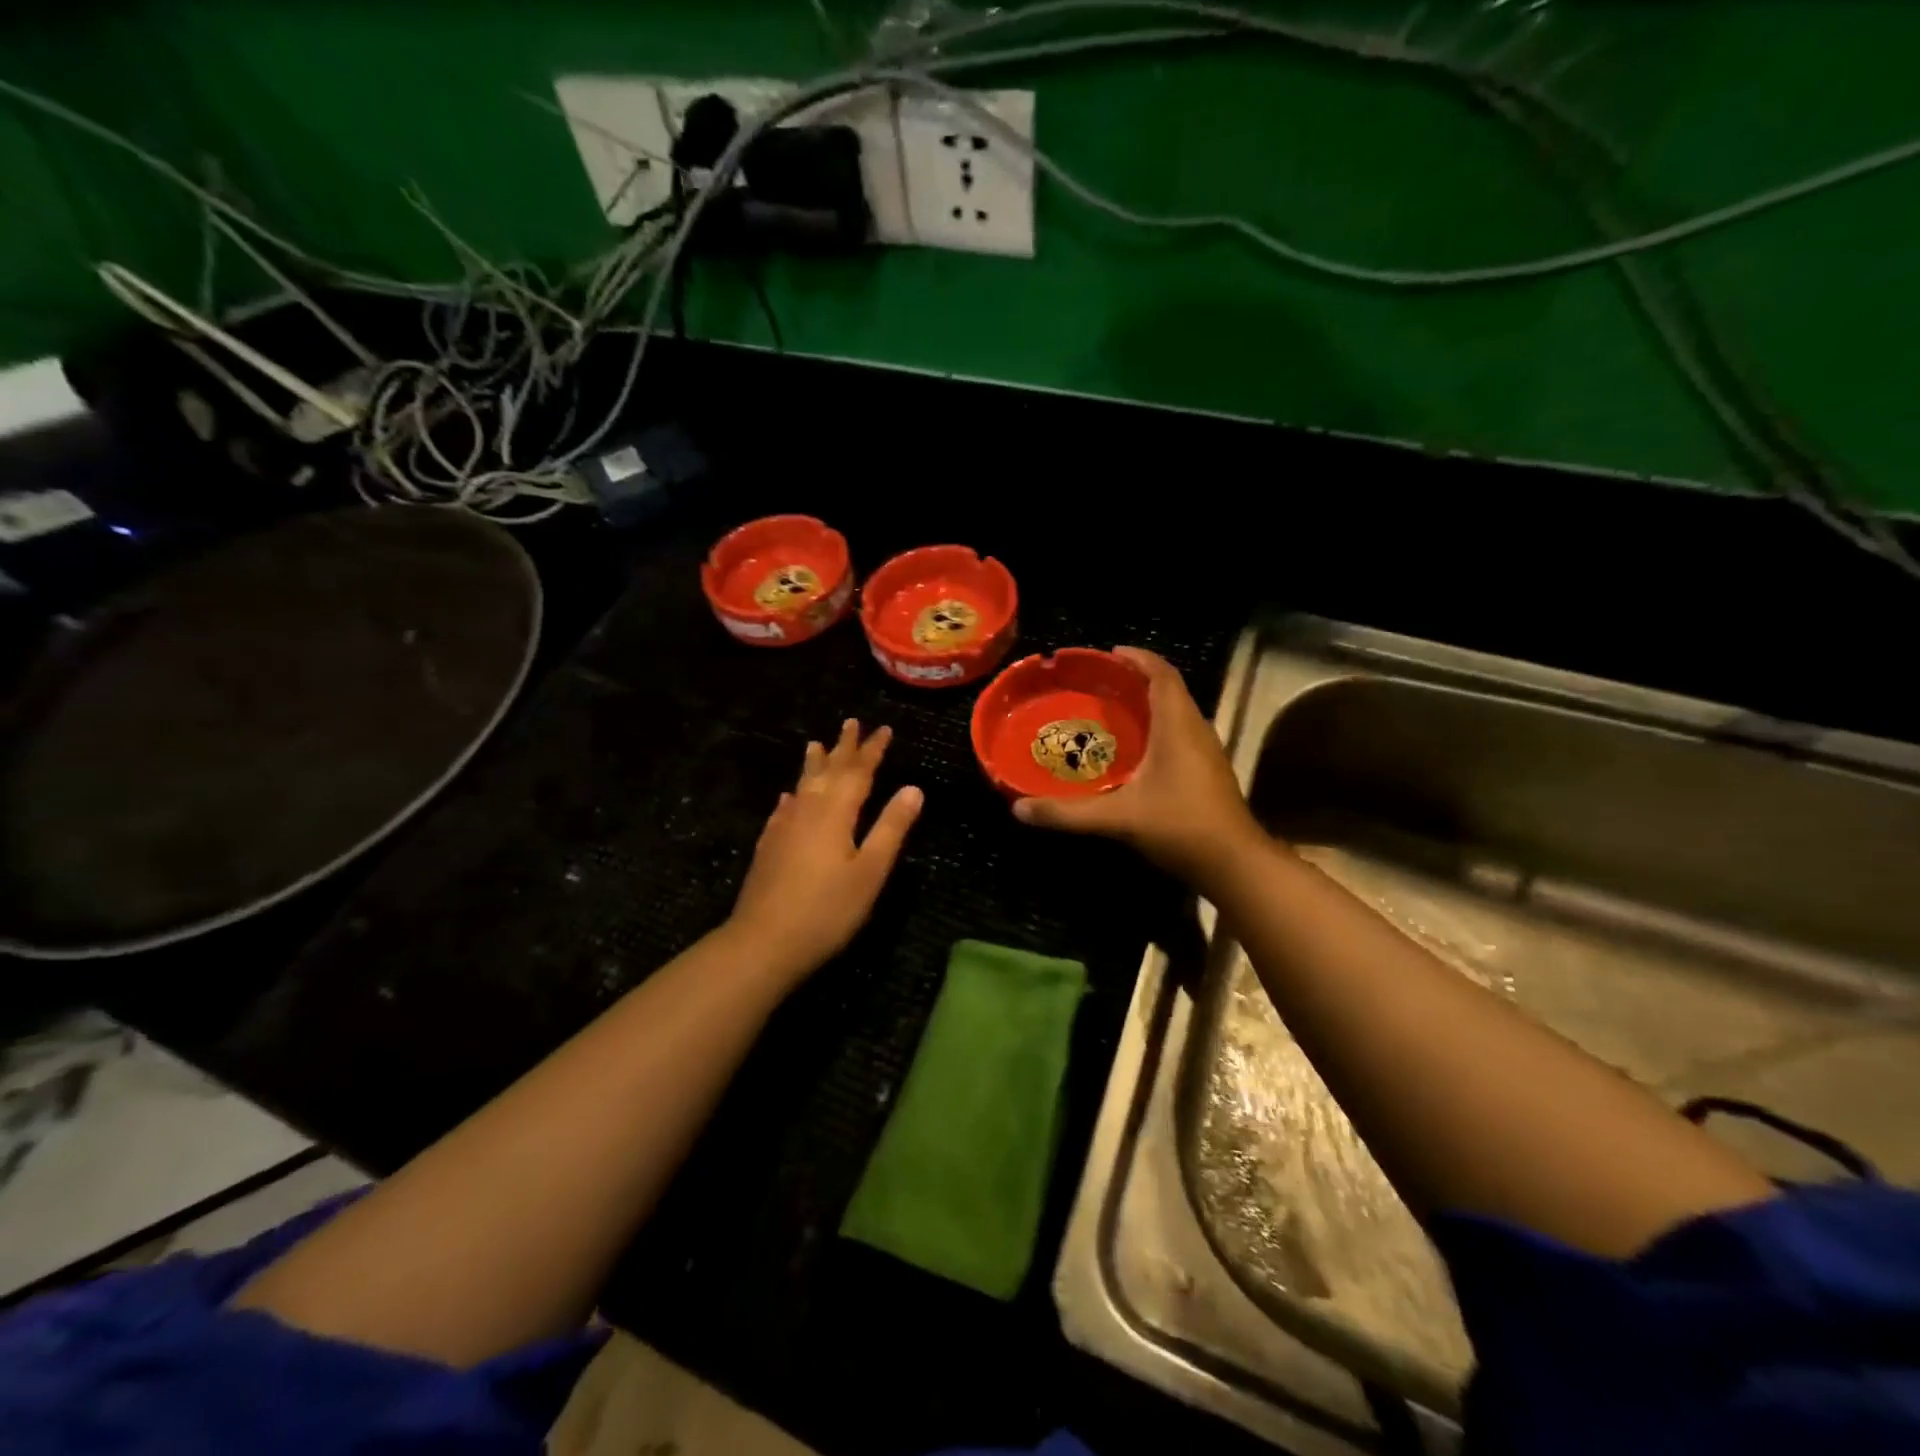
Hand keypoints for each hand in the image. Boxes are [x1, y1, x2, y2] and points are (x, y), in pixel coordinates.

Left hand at [728, 719, 923, 984]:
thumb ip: (891, 827)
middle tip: (851, 723)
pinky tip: (789, 797)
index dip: (872, 750)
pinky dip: (792, 796)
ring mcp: (784, 828)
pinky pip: (784, 809)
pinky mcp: (769, 846)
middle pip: (828, 770)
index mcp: (836, 813)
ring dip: (814, 764)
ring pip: (803, 785)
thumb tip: (913, 788)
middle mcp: (808, 810)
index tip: (884, 729)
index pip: (859, 772)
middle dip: (843, 747)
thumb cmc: (827, 910)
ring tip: (816, 744)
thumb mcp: (870, 871)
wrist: (763, 942)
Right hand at [1013, 647, 1261, 886]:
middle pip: (1169, 689)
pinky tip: (1134, 751)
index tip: (1109, 654)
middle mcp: (1196, 730)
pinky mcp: (1208, 771)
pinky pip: (1180, 733)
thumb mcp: (1118, 819)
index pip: (1162, 675)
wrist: (1235, 864)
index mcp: (1178, 726)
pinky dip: (1156, 727)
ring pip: (1177, 712)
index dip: (1138, 658)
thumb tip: (1019, 810)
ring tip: (1111, 711)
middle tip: (1099, 683)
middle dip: (1137, 679)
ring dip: (1148, 704)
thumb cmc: (1180, 827)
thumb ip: (1068, 813)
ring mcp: (1207, 752)